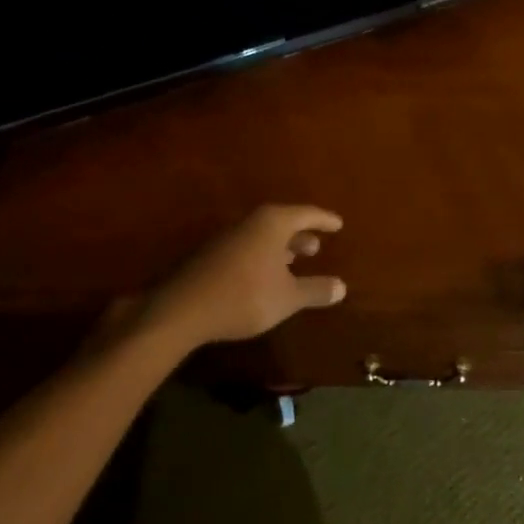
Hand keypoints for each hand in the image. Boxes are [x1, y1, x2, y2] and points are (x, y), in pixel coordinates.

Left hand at [146, 205, 346, 346]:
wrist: (182, 309)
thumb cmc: (245, 296)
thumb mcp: (288, 298)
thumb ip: (315, 290)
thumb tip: (341, 286)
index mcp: (272, 224)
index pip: (305, 214)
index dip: (324, 220)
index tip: (338, 224)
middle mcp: (249, 223)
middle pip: (281, 223)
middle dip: (300, 235)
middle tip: (315, 247)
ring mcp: (226, 238)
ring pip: (261, 237)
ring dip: (279, 248)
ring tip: (293, 263)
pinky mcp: (210, 256)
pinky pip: (246, 248)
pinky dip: (261, 257)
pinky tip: (264, 277)